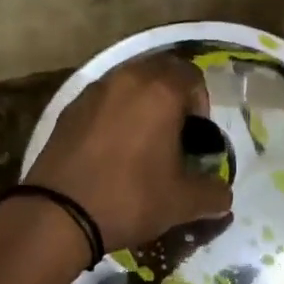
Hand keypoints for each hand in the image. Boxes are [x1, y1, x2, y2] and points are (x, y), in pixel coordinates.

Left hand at [24, 55, 232, 254]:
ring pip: (129, 81)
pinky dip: (114, 111)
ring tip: (142, 138)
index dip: (200, 102)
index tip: (196, 135)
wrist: (58, 213)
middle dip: (172, 95)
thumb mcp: (181, 202)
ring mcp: (95, 90)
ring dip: (142, 100)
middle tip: (173, 131)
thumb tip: (225, 195)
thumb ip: (212, 193)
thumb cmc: (129, 198)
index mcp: (160, 91)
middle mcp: (128, 79)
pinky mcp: (70, 107)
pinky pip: (103, 98)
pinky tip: (111, 146)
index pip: (192, 75)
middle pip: (160, 70)